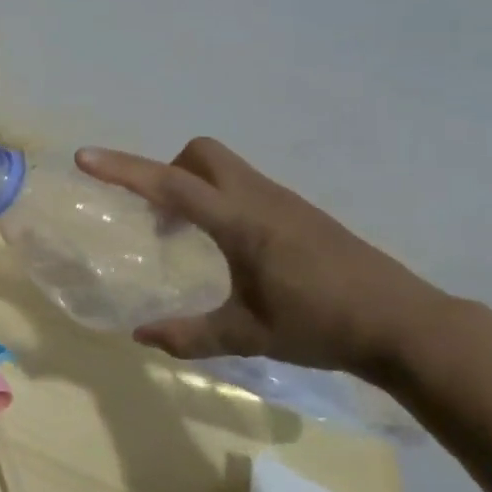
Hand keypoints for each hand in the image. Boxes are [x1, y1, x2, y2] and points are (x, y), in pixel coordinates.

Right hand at [77, 138, 452, 382]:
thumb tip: (140, 337)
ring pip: (224, 167)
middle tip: (155, 213)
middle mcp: (258, 198)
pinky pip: (243, 186)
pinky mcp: (299, 212)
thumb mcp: (249, 335)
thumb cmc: (323, 325)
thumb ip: (190, 335)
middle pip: (200, 153)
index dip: (123, 169)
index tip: (85, 157)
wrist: (406, 325)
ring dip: (192, 185)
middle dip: (166, 168)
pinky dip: (218, 199)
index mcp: (240, 221)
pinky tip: (227, 247)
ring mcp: (283, 201)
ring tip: (184, 236)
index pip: (170, 184)